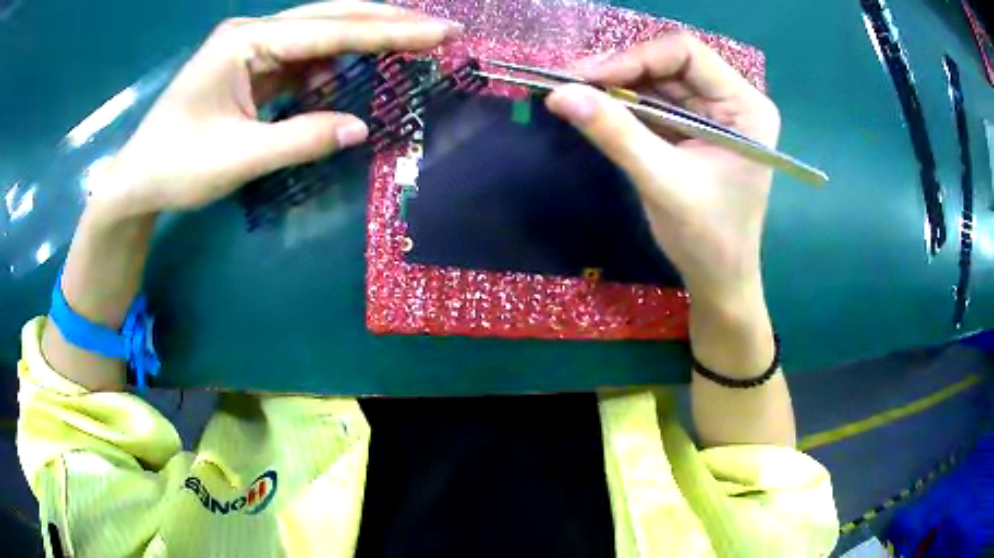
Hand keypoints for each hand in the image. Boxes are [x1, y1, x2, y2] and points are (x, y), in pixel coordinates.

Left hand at [93, 1, 461, 220]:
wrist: (136, 180)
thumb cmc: (175, 168)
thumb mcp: (237, 159)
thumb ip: (300, 139)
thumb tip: (361, 128)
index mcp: (245, 42)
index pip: (330, 31)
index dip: (389, 32)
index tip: (440, 32)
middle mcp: (251, 33)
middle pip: (330, 15)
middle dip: (385, 20)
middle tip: (437, 28)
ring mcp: (249, 48)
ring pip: (318, 32)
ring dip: (362, 38)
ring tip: (407, 45)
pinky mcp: (249, 66)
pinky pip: (301, 56)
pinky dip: (331, 63)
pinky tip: (348, 74)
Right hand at [547, 35, 794, 445]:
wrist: (719, 279)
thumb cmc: (706, 237)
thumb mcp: (661, 181)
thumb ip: (614, 132)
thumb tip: (559, 94)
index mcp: (746, 107)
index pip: (687, 54)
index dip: (634, 57)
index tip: (586, 77)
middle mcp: (735, 101)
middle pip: (671, 64)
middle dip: (621, 70)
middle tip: (571, 82)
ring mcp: (717, 114)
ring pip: (660, 81)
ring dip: (618, 87)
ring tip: (575, 94)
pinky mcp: (698, 129)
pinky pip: (658, 103)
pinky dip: (626, 105)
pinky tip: (598, 110)